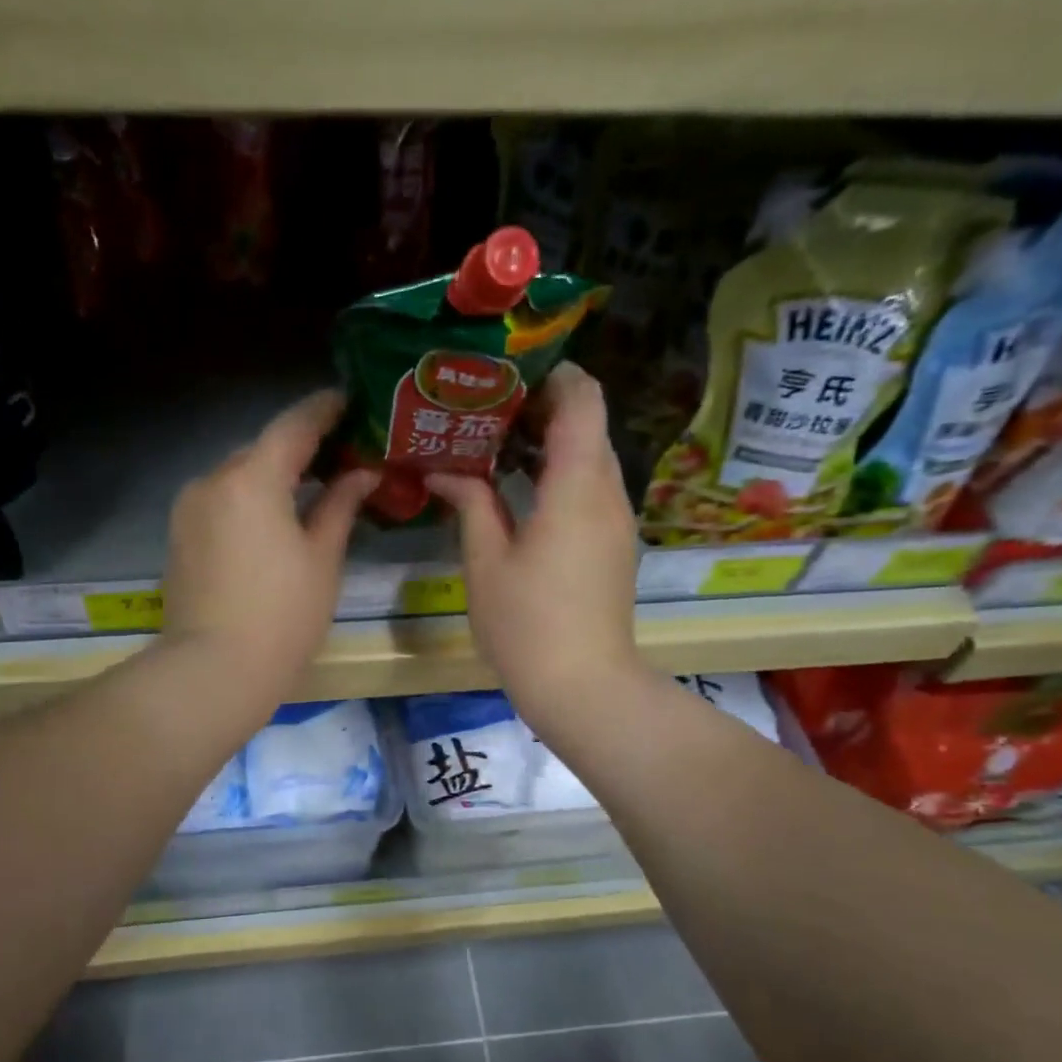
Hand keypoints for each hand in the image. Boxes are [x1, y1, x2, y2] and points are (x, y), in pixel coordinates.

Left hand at [159, 389, 377, 704]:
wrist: (214, 670)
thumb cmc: (283, 616)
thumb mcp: (322, 558)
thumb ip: (340, 505)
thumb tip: (362, 472)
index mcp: (252, 478)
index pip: (293, 425)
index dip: (325, 409)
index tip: (349, 400)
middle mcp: (212, 480)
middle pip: (262, 449)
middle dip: (300, 448)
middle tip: (340, 455)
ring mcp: (188, 509)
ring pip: (239, 477)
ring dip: (273, 476)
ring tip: (310, 490)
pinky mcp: (179, 536)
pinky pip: (221, 502)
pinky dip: (249, 501)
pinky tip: (273, 521)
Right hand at [428, 363, 645, 735]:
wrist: (583, 686)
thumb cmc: (527, 624)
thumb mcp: (486, 562)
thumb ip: (470, 503)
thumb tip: (444, 471)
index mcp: (577, 486)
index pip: (583, 398)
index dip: (552, 374)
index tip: (507, 375)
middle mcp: (608, 493)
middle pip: (588, 424)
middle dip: (542, 408)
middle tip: (486, 412)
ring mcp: (617, 521)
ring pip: (590, 458)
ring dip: (550, 445)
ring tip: (495, 448)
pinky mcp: (614, 546)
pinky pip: (591, 490)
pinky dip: (559, 477)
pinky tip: (519, 492)